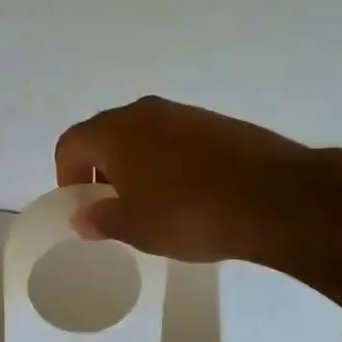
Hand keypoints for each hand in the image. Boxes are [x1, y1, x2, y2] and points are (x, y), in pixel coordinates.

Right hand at [54, 96, 310, 262]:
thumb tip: (82, 215)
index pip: (71, 144)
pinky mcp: (216, 122)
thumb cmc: (190, 213)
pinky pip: (174, 138)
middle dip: (99, 169)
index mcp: (115, 132)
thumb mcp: (137, 228)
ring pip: (142, 135)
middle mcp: (144, 112)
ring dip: (135, 164)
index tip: (83, 205)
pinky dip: (167, 161)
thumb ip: (101, 219)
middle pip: (105, 134)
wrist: (276, 197)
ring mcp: (183, 113)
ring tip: (152, 202)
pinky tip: (187, 193)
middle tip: (113, 205)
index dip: (66, 175)